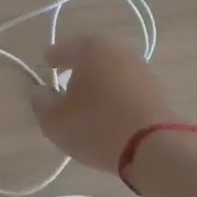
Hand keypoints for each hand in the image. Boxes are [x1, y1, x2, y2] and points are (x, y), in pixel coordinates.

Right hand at [29, 35, 175, 172]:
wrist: (153, 147)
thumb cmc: (96, 126)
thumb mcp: (55, 120)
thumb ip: (41, 102)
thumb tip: (40, 92)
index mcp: (92, 48)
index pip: (65, 48)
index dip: (53, 58)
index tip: (46, 65)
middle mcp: (119, 51)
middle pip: (91, 56)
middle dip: (77, 68)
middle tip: (64, 82)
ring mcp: (141, 70)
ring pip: (111, 72)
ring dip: (98, 83)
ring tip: (87, 102)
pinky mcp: (156, 91)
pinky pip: (127, 88)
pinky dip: (115, 95)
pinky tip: (109, 112)